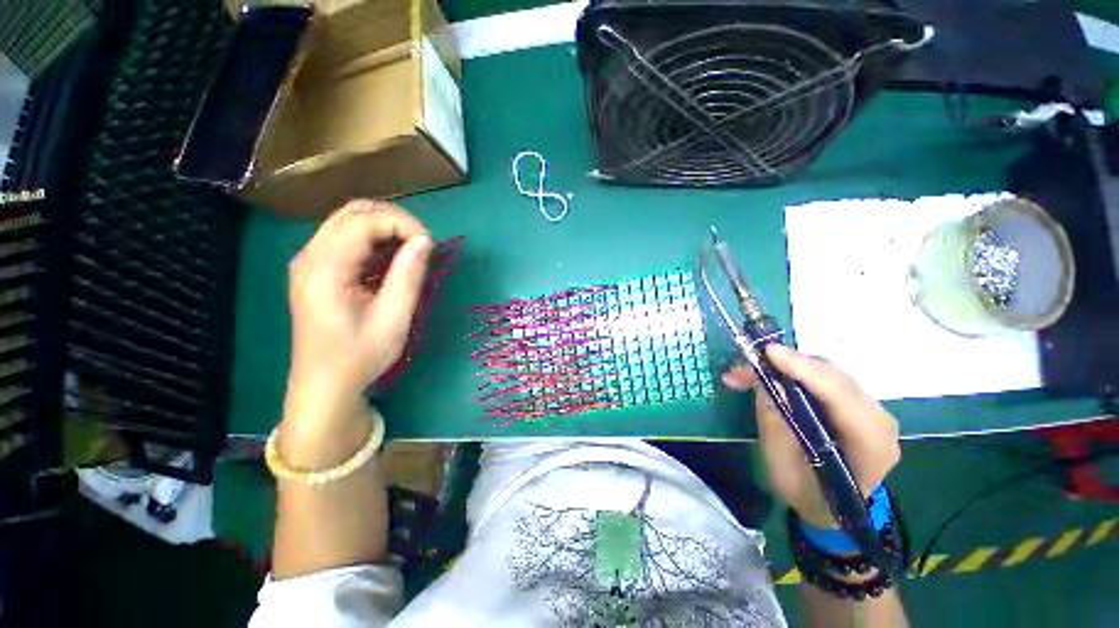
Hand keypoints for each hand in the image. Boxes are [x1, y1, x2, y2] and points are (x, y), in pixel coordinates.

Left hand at [284, 201, 431, 437]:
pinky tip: (392, 261)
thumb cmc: (359, 357)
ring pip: (349, 221)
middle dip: (394, 220)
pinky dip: (375, 241)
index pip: (363, 221)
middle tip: (423, 243)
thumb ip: (408, 277)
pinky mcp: (317, 270)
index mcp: (324, 269)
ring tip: (412, 251)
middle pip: (352, 212)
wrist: (324, 384)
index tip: (430, 244)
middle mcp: (310, 256)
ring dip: (385, 228)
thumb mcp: (393, 320)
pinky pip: (347, 239)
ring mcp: (310, 261)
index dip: (402, 224)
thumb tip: (425, 241)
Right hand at [722, 345, 900, 528]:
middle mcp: (879, 421)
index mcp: (871, 446)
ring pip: (828, 374)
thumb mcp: (781, 464)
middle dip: (787, 365)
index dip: (805, 370)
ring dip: (786, 367)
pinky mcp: (855, 405)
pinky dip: (794, 373)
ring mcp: (870, 411)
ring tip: (747, 372)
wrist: (828, 507)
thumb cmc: (804, 493)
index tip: (769, 352)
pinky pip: (825, 379)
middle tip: (745, 366)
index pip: (841, 397)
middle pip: (834, 378)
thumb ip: (776, 421)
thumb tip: (767, 381)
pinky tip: (768, 376)